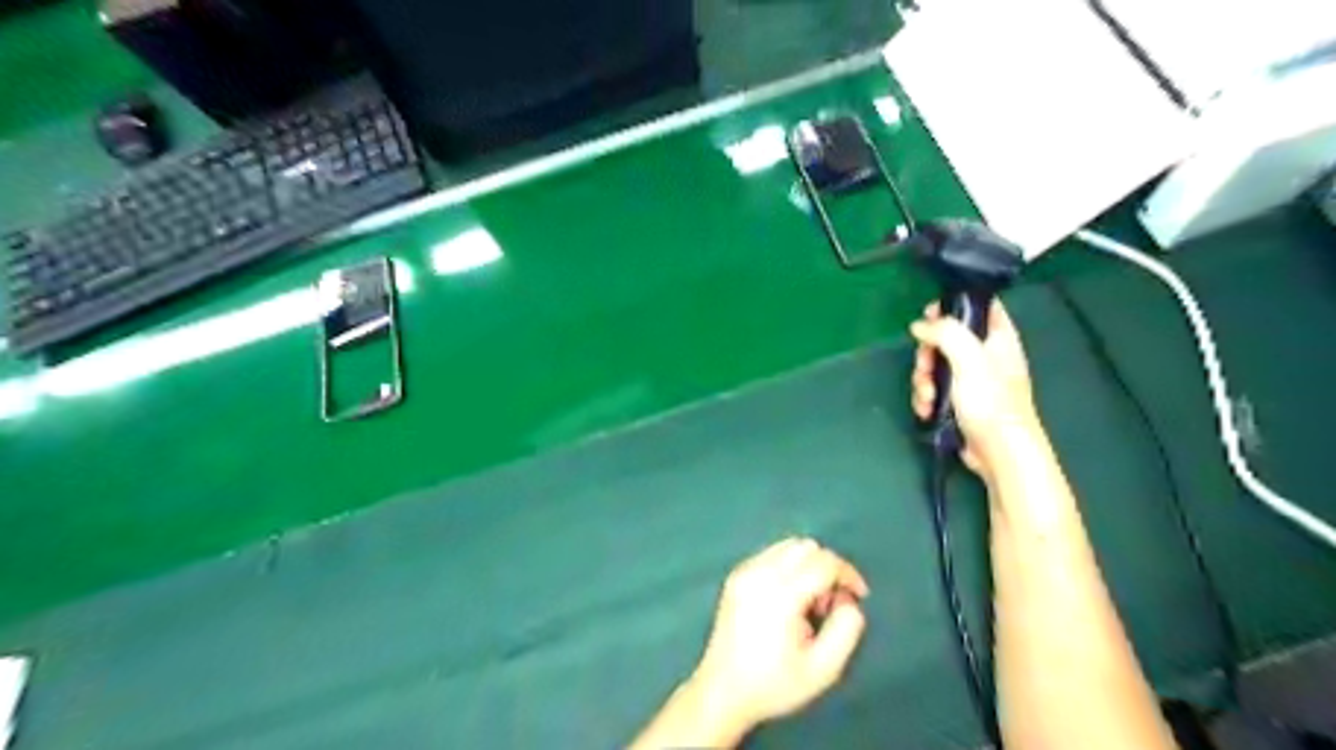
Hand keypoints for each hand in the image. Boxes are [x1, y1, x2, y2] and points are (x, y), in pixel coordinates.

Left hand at [687, 538, 865, 738]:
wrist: (723, 691)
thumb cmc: (775, 684)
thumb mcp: (823, 669)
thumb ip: (846, 630)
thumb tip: (849, 600)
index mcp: (781, 594)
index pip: (824, 562)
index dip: (848, 575)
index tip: (859, 596)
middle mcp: (761, 573)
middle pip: (807, 547)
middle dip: (827, 568)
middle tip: (828, 606)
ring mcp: (745, 570)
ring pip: (789, 546)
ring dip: (808, 565)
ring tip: (808, 603)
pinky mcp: (736, 574)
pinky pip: (772, 554)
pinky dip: (789, 566)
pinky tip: (788, 599)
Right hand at [908, 298, 1042, 474]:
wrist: (998, 451)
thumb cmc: (991, 401)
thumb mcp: (969, 358)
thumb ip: (945, 333)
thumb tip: (920, 325)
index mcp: (998, 338)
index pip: (979, 306)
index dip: (954, 305)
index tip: (930, 315)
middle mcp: (984, 355)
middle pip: (946, 338)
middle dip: (927, 354)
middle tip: (925, 367)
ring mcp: (970, 380)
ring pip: (935, 365)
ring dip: (923, 380)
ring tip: (928, 396)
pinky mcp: (958, 401)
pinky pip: (934, 389)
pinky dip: (926, 398)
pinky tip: (928, 409)